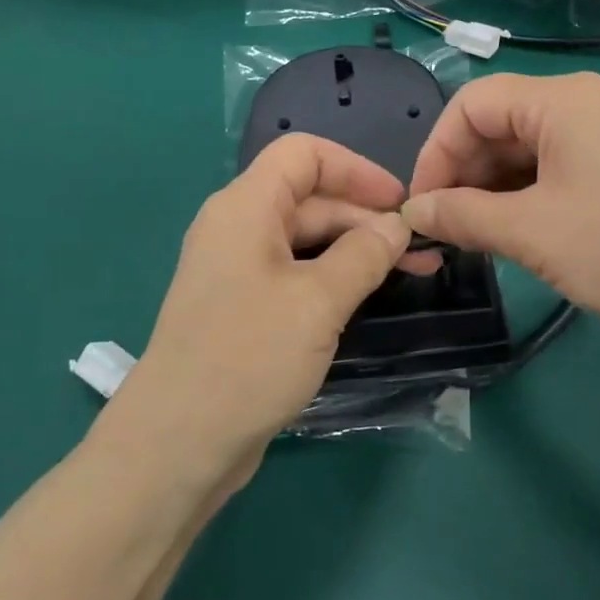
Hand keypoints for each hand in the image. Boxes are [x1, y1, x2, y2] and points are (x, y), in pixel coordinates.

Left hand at [112, 134, 410, 478]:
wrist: (178, 443)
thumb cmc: (248, 357)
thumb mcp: (318, 301)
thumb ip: (364, 254)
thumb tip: (397, 226)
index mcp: (246, 207)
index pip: (304, 155)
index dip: (356, 169)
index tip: (399, 202)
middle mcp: (238, 228)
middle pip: (310, 199)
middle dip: (366, 218)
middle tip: (421, 251)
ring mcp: (238, 270)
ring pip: (306, 240)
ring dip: (356, 250)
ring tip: (411, 272)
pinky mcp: (242, 307)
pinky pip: (295, 274)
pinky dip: (333, 277)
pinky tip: (366, 296)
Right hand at [400, 72, 599, 353]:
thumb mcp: (530, 231)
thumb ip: (462, 216)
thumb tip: (413, 213)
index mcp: (562, 99)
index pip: (473, 104)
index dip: (437, 150)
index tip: (421, 204)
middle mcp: (586, 105)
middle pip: (500, 124)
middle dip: (464, 173)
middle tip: (446, 227)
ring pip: (527, 151)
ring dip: (492, 189)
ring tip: (474, 236)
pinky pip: (557, 171)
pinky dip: (526, 197)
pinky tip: (512, 233)